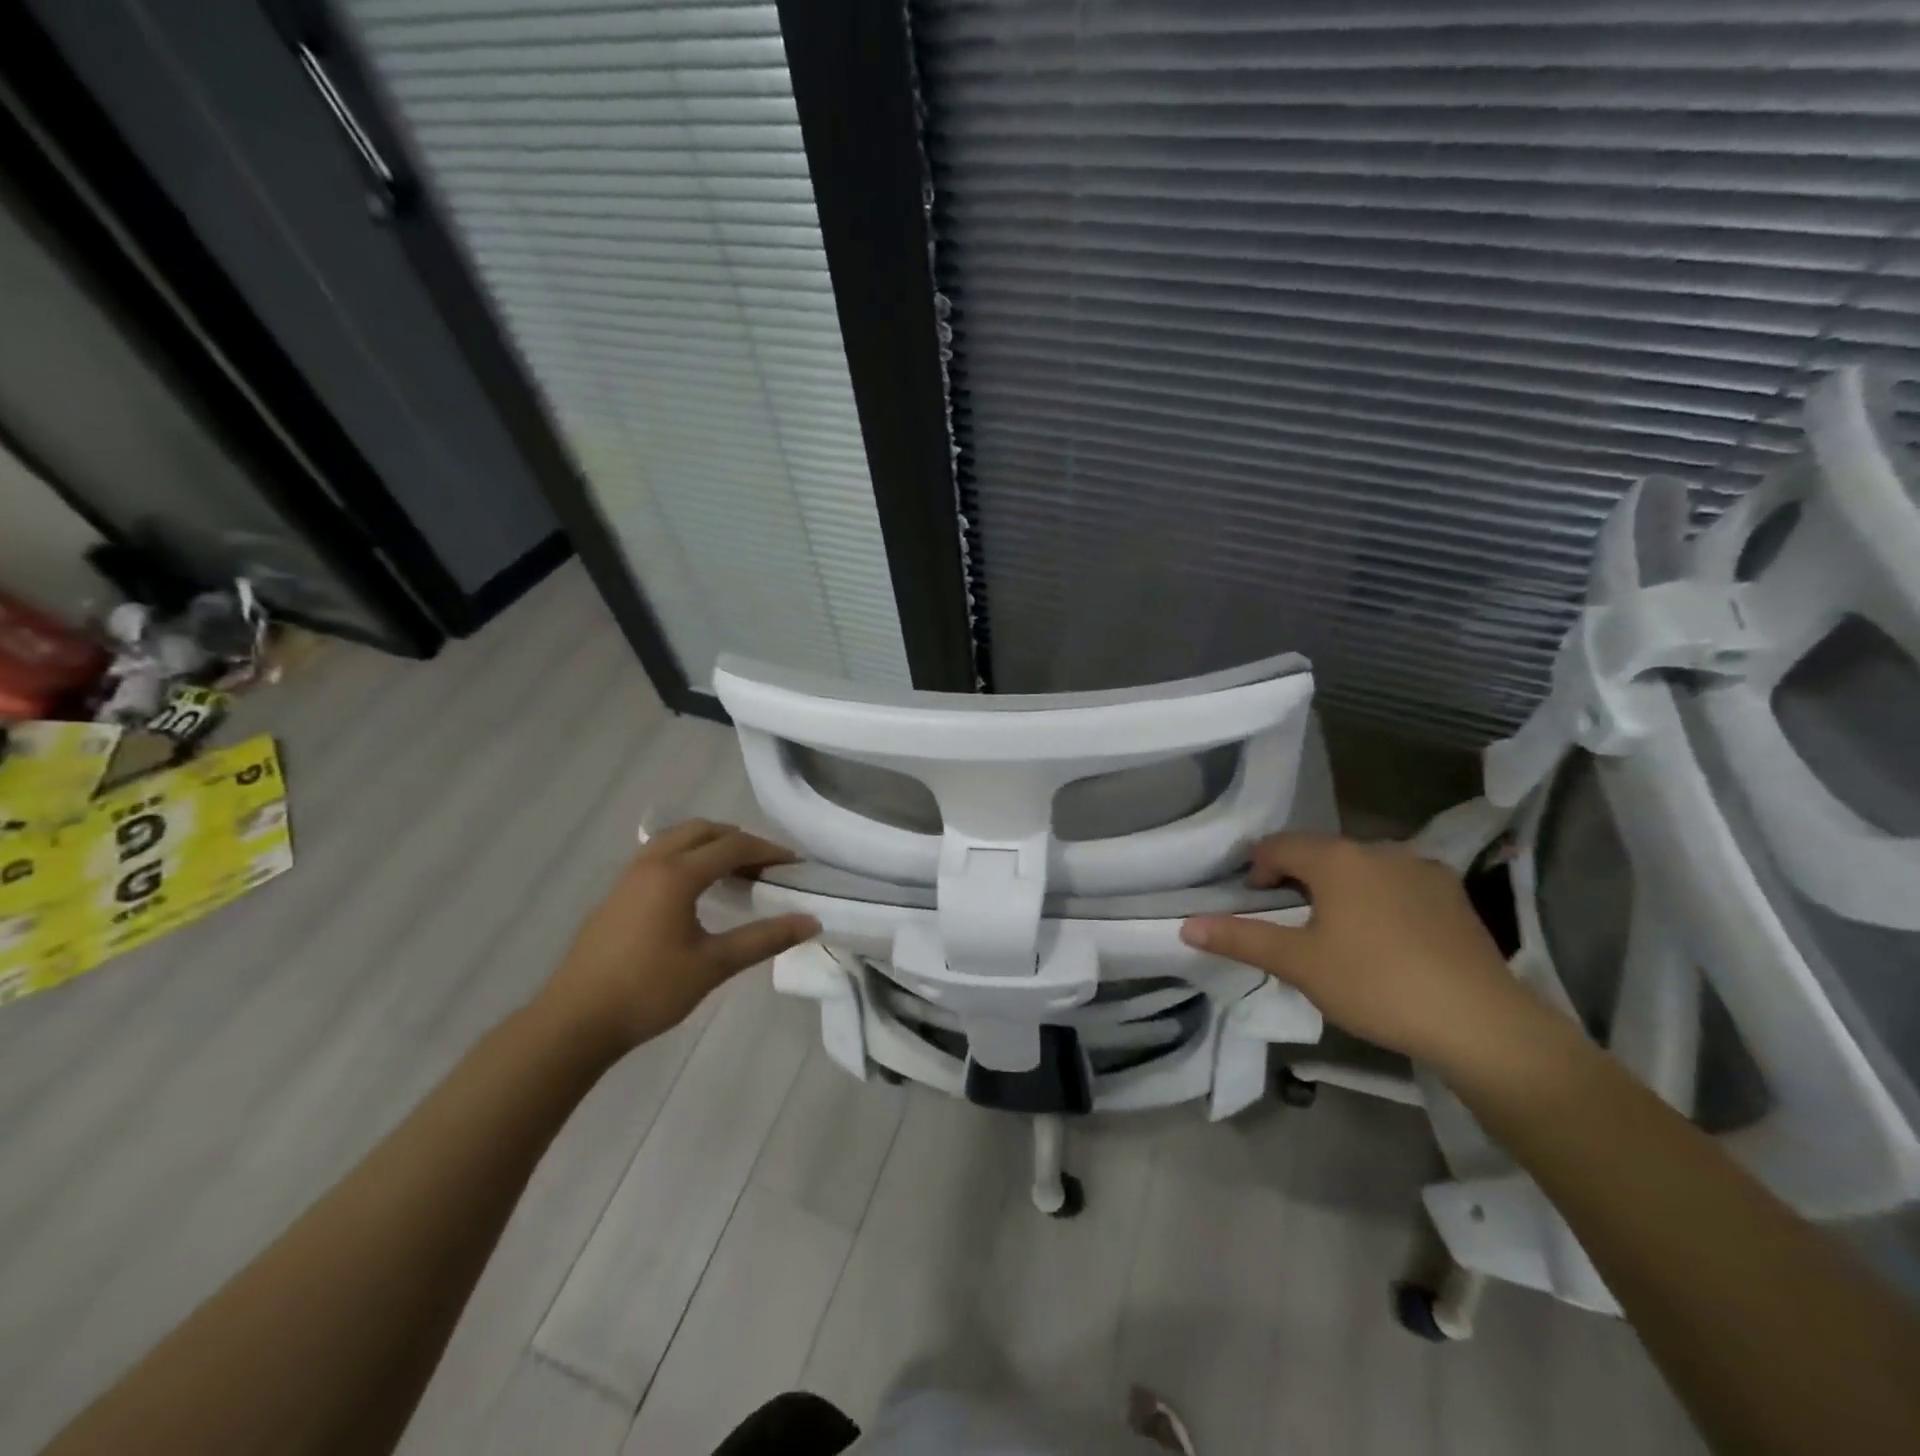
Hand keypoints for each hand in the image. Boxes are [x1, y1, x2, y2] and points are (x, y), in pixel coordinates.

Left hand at [537, 820, 819, 1056]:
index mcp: (676, 875)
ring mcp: (629, 877)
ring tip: (735, 871)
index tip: (795, 865)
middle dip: (739, 840)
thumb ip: (764, 939)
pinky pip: (659, 854)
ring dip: (710, 845)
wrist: (574, 1022)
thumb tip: (811, 921)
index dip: (768, 851)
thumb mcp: (713, 965)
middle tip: (766, 865)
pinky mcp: (617, 893)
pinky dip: (687, 856)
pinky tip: (696, 889)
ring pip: (676, 839)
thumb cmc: (648, 991)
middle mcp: (651, 864)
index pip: (732, 847)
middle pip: (702, 831)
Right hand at [1180, 832, 1543, 1072]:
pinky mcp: (1452, 894)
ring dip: (1340, 887)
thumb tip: (1185, 925)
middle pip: (1321, 853)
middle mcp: (1379, 849)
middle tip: (1292, 922)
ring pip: (1362, 867)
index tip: (1255, 903)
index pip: (1278, 845)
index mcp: (1337, 858)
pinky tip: (1387, 939)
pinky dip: (1379, 898)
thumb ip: (1241, 939)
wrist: (1480, 1023)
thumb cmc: (1375, 985)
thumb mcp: (1299, 964)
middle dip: (1298, 879)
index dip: (1257, 869)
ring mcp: (1422, 868)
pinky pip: (1398, 883)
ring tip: (1338, 932)